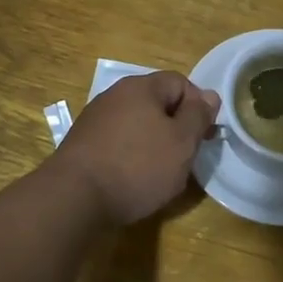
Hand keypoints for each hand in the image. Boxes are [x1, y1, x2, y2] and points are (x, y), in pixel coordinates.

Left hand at [52, 71, 219, 225]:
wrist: (74, 198)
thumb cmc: (137, 166)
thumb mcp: (182, 142)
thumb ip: (198, 116)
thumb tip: (209, 96)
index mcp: (140, 87)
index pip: (180, 82)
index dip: (198, 106)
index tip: (204, 136)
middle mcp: (115, 95)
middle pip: (156, 103)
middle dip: (175, 127)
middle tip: (186, 156)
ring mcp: (94, 120)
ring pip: (137, 124)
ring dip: (153, 142)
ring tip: (160, 172)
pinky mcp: (82, 145)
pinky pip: (117, 142)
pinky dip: (130, 155)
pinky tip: (132, 179)